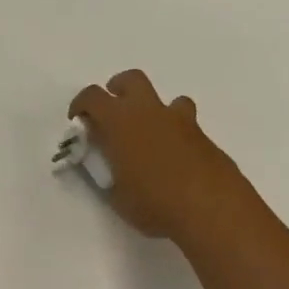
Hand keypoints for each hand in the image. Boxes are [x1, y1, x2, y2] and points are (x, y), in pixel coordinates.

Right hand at [69, 69, 248, 239]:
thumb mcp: (117, 195)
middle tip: (112, 113)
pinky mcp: (202, 136)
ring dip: (152, 110)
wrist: (211, 208)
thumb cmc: (154, 203)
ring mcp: (180, 121)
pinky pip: (184, 122)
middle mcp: (150, 112)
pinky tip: (172, 158)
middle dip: (118, 90)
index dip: (81, 105)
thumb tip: (106, 165)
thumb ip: (108, 173)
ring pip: (165, 99)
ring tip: (147, 136)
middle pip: (131, 80)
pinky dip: (173, 132)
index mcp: (121, 123)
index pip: (93, 97)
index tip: (78, 121)